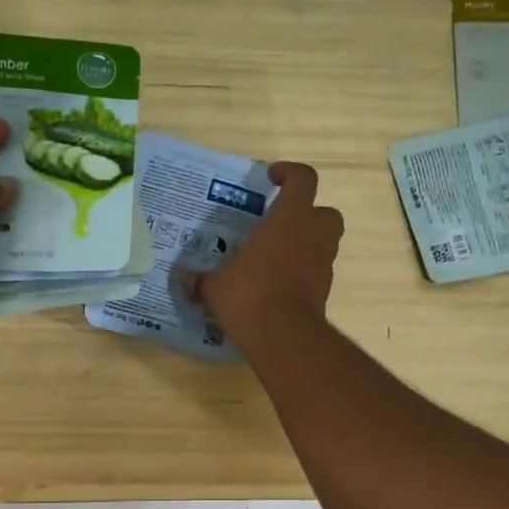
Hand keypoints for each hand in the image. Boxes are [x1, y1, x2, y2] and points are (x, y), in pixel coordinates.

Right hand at [183, 161, 342, 348]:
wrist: (283, 336)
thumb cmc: (249, 295)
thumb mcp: (215, 286)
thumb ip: (201, 279)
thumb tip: (183, 279)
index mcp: (289, 219)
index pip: (302, 179)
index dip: (290, 172)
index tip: (272, 177)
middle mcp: (313, 236)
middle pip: (325, 212)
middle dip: (308, 214)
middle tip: (281, 224)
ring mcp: (323, 265)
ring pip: (324, 243)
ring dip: (305, 245)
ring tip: (275, 257)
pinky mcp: (324, 292)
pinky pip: (316, 272)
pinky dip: (302, 273)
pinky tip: (276, 285)